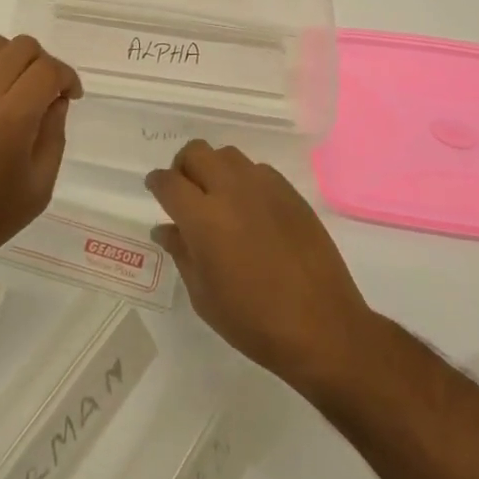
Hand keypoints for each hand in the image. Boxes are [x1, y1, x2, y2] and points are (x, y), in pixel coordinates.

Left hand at [0, 35, 80, 289]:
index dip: (67, 77)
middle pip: (23, 47)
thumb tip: (55, 101)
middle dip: (44, 64)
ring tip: (18, 92)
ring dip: (15, 60)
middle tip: (47, 94)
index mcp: (12, 118)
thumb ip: (53, 135)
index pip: (48, 70)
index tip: (71, 97)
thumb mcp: (38, 188)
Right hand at [145, 141, 374, 391]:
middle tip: (186, 193)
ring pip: (227, 155)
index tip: (155, 190)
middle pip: (196, 152)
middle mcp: (231, 190)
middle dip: (183, 167)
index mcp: (203, 218)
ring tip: (219, 199)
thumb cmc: (254, 321)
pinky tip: (251, 210)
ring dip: (215, 169)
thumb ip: (181, 253)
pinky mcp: (290, 191)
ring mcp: (264, 187)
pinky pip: (257, 170)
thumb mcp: (204, 296)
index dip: (157, 183)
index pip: (168, 182)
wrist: (322, 326)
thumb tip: (164, 229)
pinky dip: (244, 180)